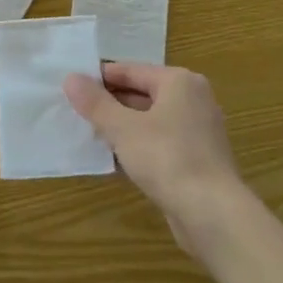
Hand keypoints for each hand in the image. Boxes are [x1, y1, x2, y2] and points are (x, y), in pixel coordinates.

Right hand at [64, 62, 258, 263]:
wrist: (212, 212)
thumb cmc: (167, 158)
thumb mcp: (122, 128)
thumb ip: (95, 103)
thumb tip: (71, 78)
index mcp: (179, 82)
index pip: (131, 70)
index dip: (99, 77)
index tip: (71, 86)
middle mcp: (193, 100)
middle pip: (142, 94)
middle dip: (109, 103)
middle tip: (74, 111)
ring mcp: (197, 131)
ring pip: (150, 120)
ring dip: (121, 127)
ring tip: (87, 134)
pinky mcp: (196, 158)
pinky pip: (159, 143)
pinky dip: (137, 147)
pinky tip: (112, 160)